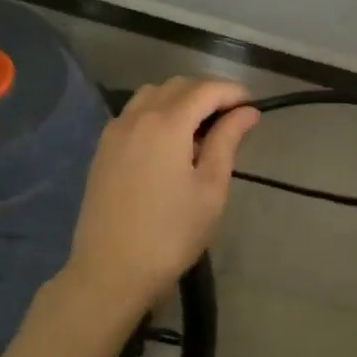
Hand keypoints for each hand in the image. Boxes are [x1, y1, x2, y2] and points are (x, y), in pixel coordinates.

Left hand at [56, 77, 260, 318]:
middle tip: (232, 120)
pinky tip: (169, 142)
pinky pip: (134, 113)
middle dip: (208, 93)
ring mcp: (115, 130)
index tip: (252, 106)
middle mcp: (137, 116)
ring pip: (152, 94)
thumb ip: (227, 142)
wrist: (110, 270)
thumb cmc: (170, 234)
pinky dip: (156, 112)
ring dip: (180, 99)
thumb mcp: (210, 189)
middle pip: (178, 86)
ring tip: (200, 130)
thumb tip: (246, 112)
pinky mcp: (103, 148)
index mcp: (167, 123)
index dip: (233, 92)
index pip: (206, 89)